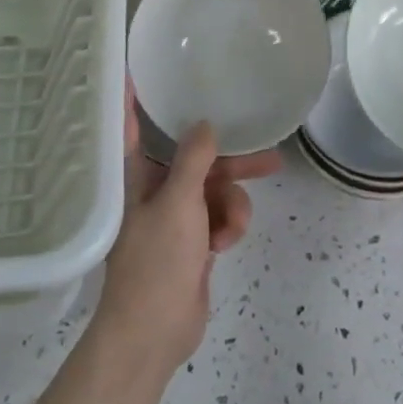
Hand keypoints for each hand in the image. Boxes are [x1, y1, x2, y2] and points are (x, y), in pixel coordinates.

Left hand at [89, 92, 280, 377]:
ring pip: (218, 190)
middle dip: (231, 162)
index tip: (136, 69)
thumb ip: (193, 159)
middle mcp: (156, 189)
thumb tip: (205, 124)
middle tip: (270, 154)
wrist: (154, 334)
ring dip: (232, 206)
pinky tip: (225, 245)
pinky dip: (229, 227)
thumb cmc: (156, 262)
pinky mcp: (196, 240)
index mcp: (137, 176)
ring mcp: (177, 216)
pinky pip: (222, 217)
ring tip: (230, 228)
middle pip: (198, 160)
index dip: (132, 99)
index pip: (132, 127)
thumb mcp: (177, 203)